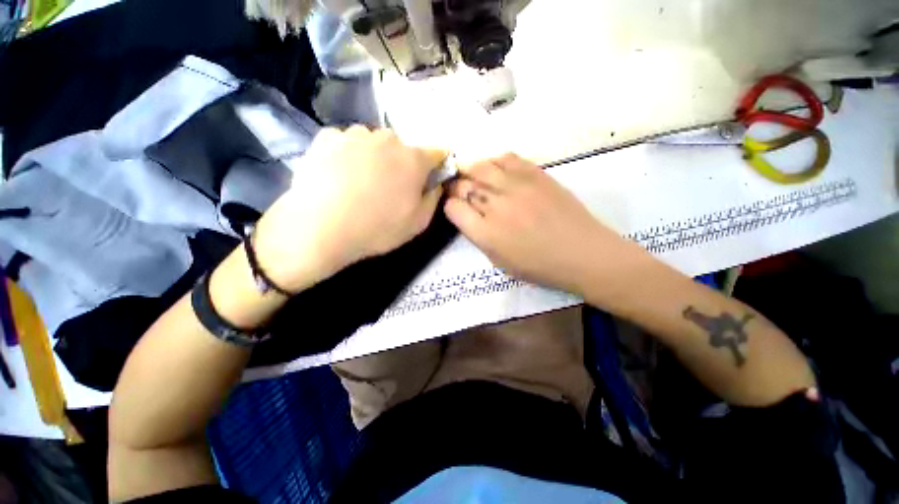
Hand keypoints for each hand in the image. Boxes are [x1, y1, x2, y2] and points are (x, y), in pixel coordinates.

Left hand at [254, 127, 445, 291]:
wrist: (320, 228)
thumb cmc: (377, 228)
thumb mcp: (419, 222)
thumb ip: (434, 198)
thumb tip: (436, 182)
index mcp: (413, 159)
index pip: (436, 154)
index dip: (436, 166)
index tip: (428, 180)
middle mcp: (387, 139)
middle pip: (403, 148)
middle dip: (402, 164)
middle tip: (389, 188)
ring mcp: (355, 135)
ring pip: (374, 143)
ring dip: (374, 158)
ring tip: (360, 183)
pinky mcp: (326, 137)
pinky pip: (347, 143)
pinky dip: (348, 155)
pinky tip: (339, 175)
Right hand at [444, 153, 637, 294]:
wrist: (583, 253)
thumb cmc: (540, 266)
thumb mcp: (499, 262)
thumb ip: (479, 237)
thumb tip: (469, 215)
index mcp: (486, 233)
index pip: (453, 208)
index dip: (451, 206)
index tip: (457, 209)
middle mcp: (496, 206)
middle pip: (463, 184)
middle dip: (457, 187)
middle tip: (461, 190)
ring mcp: (516, 186)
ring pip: (480, 166)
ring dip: (471, 170)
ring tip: (475, 176)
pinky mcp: (535, 174)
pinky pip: (506, 158)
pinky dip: (495, 162)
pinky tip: (498, 171)